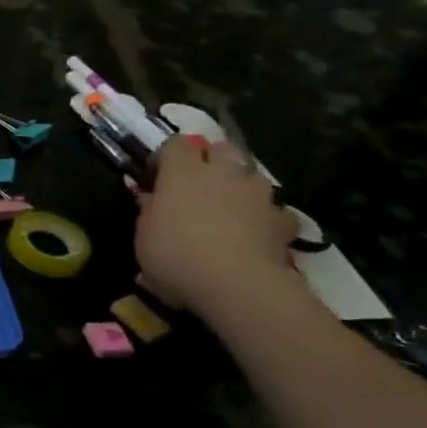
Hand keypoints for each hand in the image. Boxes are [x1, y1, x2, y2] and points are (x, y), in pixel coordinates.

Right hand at [136, 138, 299, 316]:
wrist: (236, 283)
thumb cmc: (175, 254)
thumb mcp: (143, 234)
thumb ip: (149, 210)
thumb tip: (151, 197)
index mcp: (182, 172)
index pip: (176, 144)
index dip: (166, 157)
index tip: (156, 177)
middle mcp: (223, 173)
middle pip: (221, 149)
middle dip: (210, 160)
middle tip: (196, 185)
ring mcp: (258, 194)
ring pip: (250, 176)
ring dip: (239, 186)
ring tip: (228, 209)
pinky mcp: (283, 219)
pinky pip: (273, 210)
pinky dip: (264, 217)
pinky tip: (255, 234)